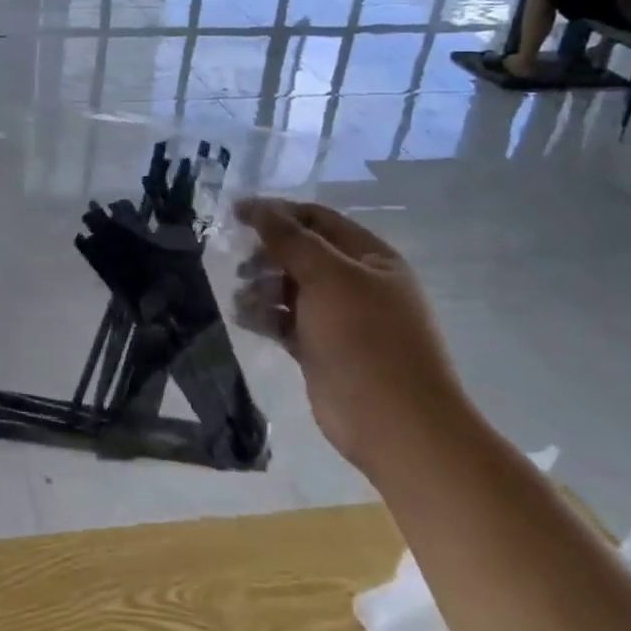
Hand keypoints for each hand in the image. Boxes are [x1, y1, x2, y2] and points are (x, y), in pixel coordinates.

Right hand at [231, 198, 472, 476]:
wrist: (394, 424)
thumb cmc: (365, 339)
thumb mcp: (328, 276)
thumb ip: (289, 239)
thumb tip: (254, 206)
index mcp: (370, 258)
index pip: (317, 219)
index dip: (277, 212)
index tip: (236, 214)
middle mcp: (355, 282)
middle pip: (300, 252)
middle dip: (266, 253)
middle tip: (239, 263)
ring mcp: (338, 318)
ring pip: (289, 287)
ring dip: (261, 285)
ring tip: (242, 297)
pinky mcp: (319, 348)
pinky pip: (284, 320)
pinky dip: (263, 315)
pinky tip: (244, 317)